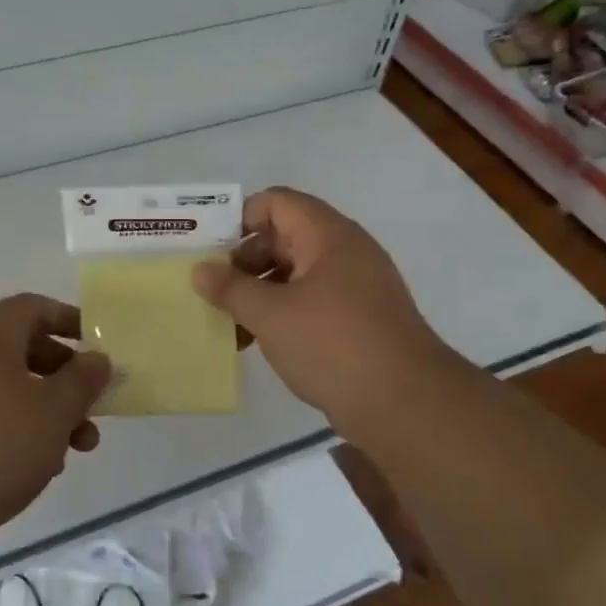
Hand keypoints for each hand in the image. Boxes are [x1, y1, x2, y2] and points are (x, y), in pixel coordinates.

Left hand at [0, 293, 112, 545]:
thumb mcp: (55, 409)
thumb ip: (83, 379)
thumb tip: (96, 358)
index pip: (30, 307)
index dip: (67, 318)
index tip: (97, 345)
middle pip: (24, 350)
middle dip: (66, 377)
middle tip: (93, 404)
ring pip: (11, 391)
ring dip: (50, 412)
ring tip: (78, 447)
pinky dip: (21, 433)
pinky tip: (42, 468)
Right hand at [194, 186, 447, 439]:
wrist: (406, 403)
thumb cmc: (332, 344)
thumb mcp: (270, 314)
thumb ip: (230, 288)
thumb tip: (200, 270)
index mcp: (328, 235)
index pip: (277, 202)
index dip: (239, 218)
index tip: (209, 250)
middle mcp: (345, 251)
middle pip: (284, 237)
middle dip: (244, 262)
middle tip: (213, 291)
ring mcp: (356, 286)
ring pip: (295, 274)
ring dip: (260, 293)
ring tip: (228, 323)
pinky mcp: (360, 319)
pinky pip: (312, 302)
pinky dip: (282, 313)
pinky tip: (257, 342)